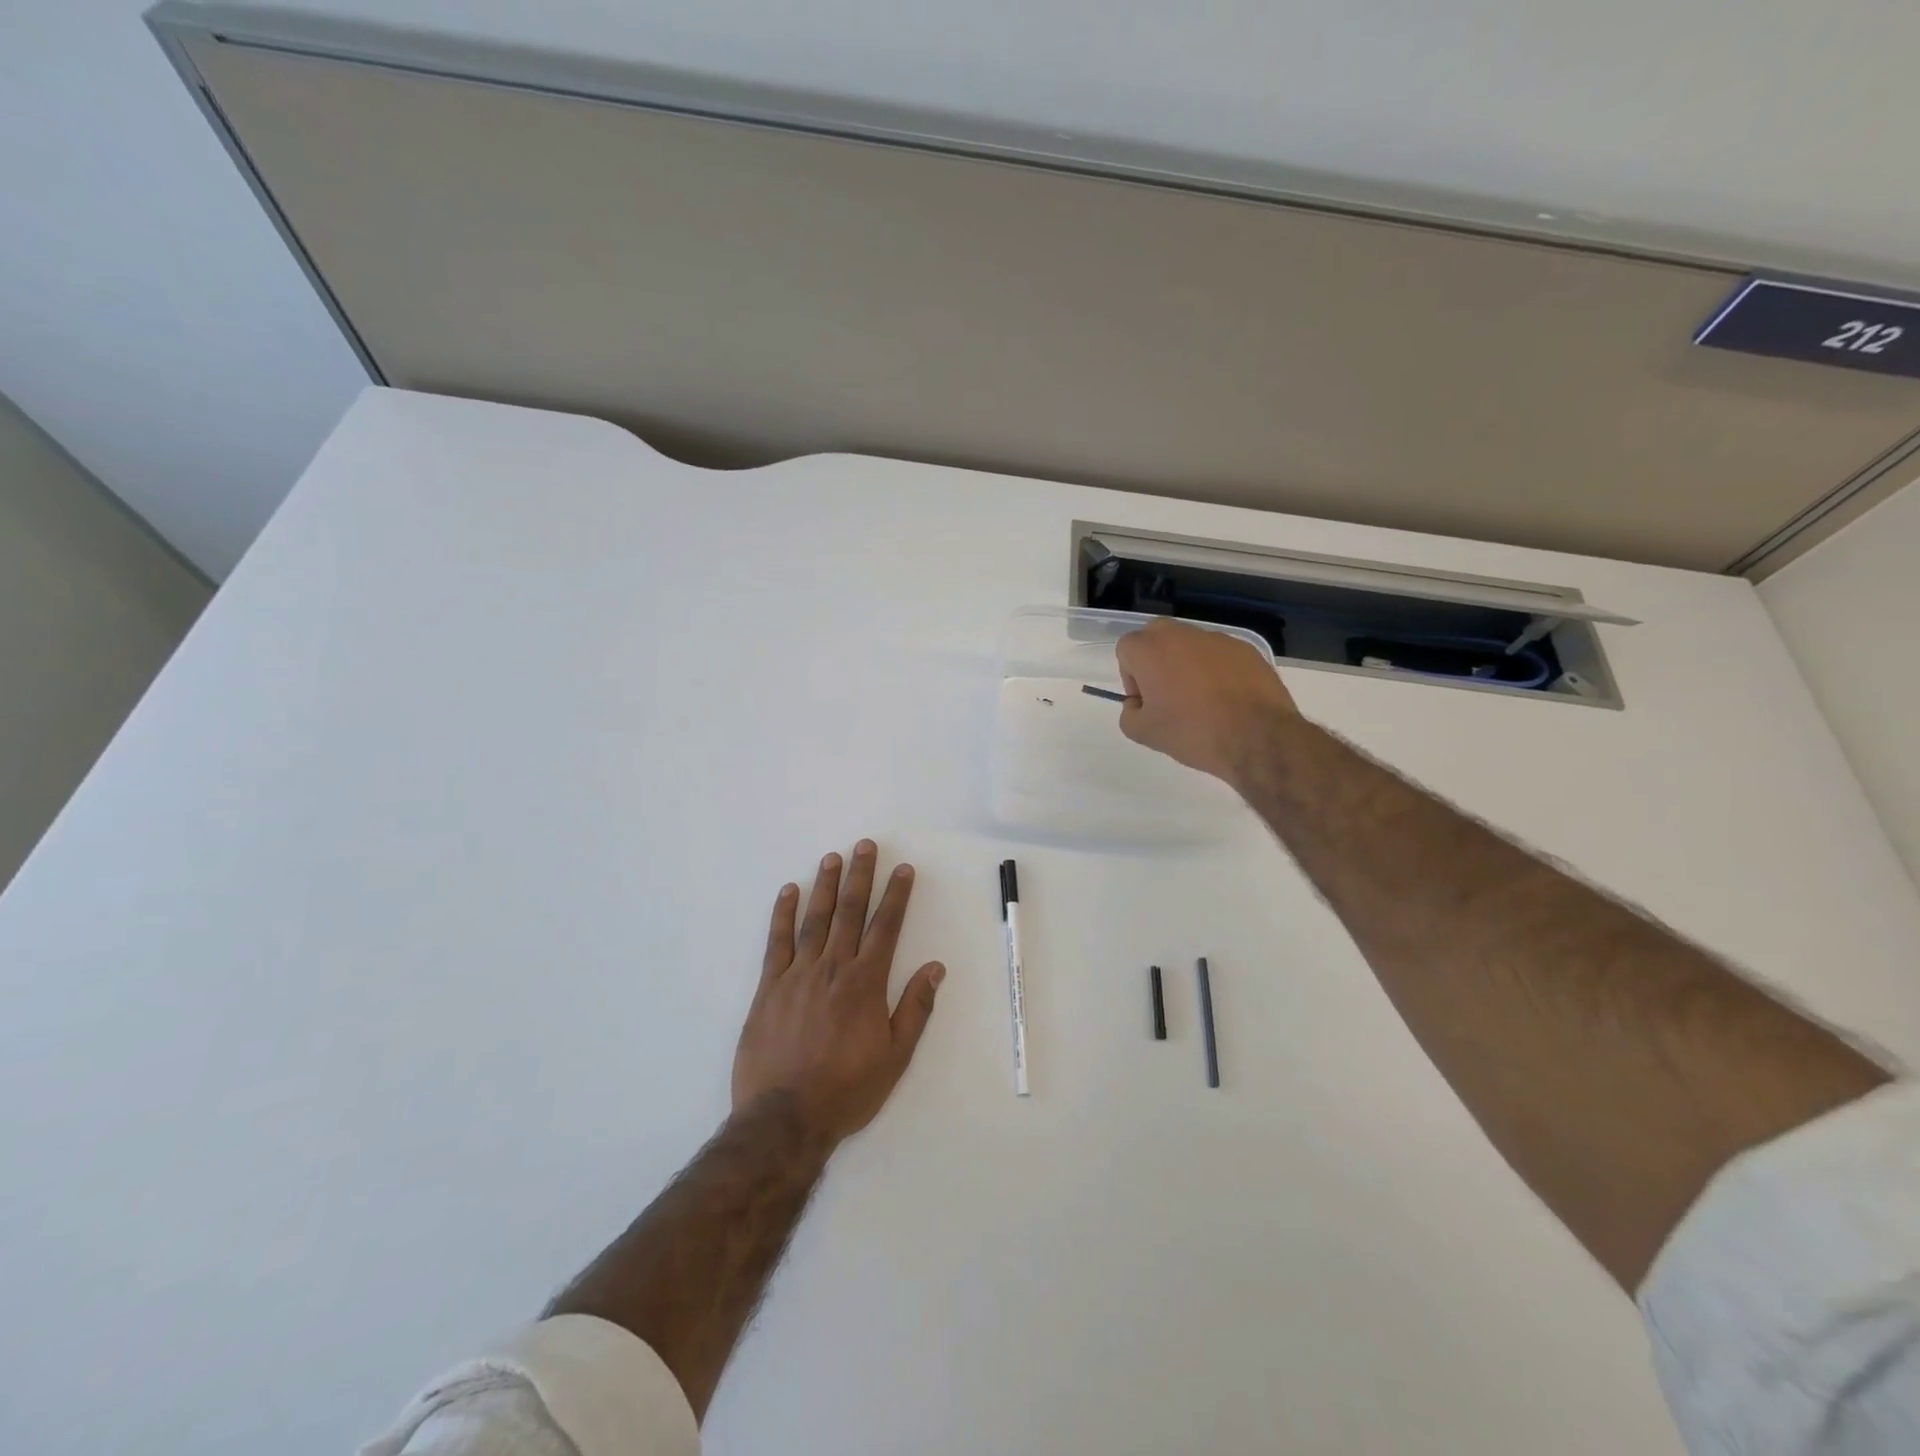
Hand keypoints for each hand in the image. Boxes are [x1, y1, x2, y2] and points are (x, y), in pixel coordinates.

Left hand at [732, 840, 945, 1147]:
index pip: (885, 927)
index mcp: (866, 983)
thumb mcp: (895, 1056)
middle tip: (865, 846)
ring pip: (815, 920)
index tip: (903, 870)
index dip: (896, 896)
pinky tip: (788, 891)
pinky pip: (777, 943)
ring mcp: (798, 975)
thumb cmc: (847, 1089)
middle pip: (849, 912)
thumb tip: (935, 968)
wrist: (785, 1116)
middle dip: (860, 876)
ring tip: (832, 857)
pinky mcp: (769, 988)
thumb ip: (915, 1008)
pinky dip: (783, 914)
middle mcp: (833, 968)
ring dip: (825, 886)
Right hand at [1115, 618, 1299, 783]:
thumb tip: (1138, 704)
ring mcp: (1218, 639)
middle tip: (1167, 694)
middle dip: (1156, 660)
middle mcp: (1182, 634)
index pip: (1127, 649)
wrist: (1257, 738)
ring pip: (1191, 645)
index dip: (1131, 676)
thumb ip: (1129, 713)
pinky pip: (1220, 655)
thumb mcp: (1144, 734)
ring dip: (1187, 665)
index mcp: (1151, 649)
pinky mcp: (1247, 650)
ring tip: (1202, 701)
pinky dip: (1217, 671)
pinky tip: (1227, 700)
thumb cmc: (1192, 732)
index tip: (1146, 701)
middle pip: (1157, 636)